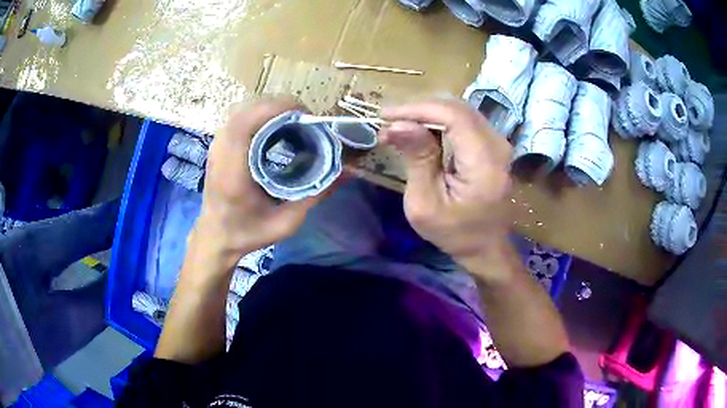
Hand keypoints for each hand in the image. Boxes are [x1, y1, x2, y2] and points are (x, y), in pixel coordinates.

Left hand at [189, 98, 325, 269]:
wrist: (215, 236)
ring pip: (243, 108)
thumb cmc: (247, 232)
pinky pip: (240, 116)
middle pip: (246, 108)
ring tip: (293, 122)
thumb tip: (345, 173)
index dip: (275, 108)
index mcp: (232, 171)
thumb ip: (315, 196)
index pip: (245, 123)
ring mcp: (216, 145)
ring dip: (270, 108)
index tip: (304, 115)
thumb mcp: (285, 222)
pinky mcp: (219, 144)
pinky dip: (260, 114)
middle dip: (279, 105)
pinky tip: (275, 128)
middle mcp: (220, 152)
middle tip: (305, 120)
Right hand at [380, 99, 512, 273]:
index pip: (453, 116)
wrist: (485, 247)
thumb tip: (398, 123)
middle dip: (420, 110)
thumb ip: (417, 158)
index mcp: (484, 163)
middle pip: (457, 108)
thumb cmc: (453, 232)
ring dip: (428, 114)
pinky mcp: (494, 145)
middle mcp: (498, 145)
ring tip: (400, 128)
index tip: (387, 116)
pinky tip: (421, 132)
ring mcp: (499, 143)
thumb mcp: (425, 203)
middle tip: (390, 123)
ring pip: (460, 110)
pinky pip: (465, 121)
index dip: (418, 109)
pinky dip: (440, 122)